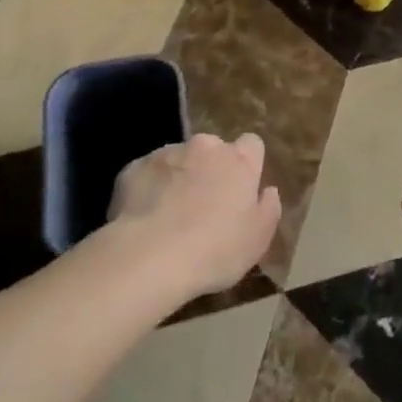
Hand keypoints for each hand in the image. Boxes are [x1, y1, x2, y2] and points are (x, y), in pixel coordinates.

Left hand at [108, 133, 280, 296]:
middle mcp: (204, 147)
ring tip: (170, 216)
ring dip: (179, 177)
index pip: (252, 144)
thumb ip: (268, 209)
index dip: (248, 165)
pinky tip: (145, 218)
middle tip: (205, 206)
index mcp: (239, 161)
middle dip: (210, 170)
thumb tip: (268, 191)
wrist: (149, 257)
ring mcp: (166, 153)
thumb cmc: (215, 250)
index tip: (241, 189)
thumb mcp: (258, 240)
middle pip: (213, 150)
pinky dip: (149, 188)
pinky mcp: (134, 168)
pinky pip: (147, 173)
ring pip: (178, 159)